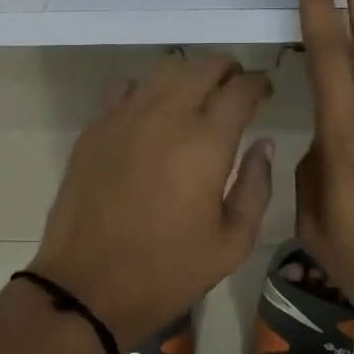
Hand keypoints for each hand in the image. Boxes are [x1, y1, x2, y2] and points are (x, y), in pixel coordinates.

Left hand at [29, 54, 275, 346]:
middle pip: (202, 67)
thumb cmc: (168, 271)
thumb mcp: (232, 243)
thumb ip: (255, 187)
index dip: (258, 83)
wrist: (89, 287)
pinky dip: (145, 89)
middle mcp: (166, 117)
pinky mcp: (95, 128)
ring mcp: (124, 118)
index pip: (240, 90)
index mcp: (206, 143)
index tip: (264, 90)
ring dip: (187, 74)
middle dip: (226, 69)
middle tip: (235, 86)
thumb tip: (263, 146)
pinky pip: (124, 87)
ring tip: (196, 95)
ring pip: (163, 70)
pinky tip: (150, 111)